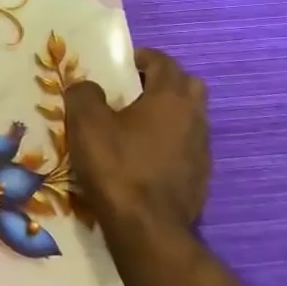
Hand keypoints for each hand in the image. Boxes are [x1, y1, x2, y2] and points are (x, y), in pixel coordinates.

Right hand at [62, 48, 210, 232]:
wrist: (146, 227)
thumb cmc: (116, 166)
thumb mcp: (86, 123)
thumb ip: (84, 94)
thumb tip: (88, 87)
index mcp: (171, 98)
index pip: (164, 62)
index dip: (142, 57)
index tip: (120, 63)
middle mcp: (195, 118)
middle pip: (187, 85)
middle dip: (162, 82)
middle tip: (132, 91)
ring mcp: (202, 149)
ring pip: (189, 117)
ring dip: (167, 113)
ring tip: (135, 125)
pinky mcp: (200, 176)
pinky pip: (186, 145)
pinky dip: (169, 141)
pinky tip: (144, 156)